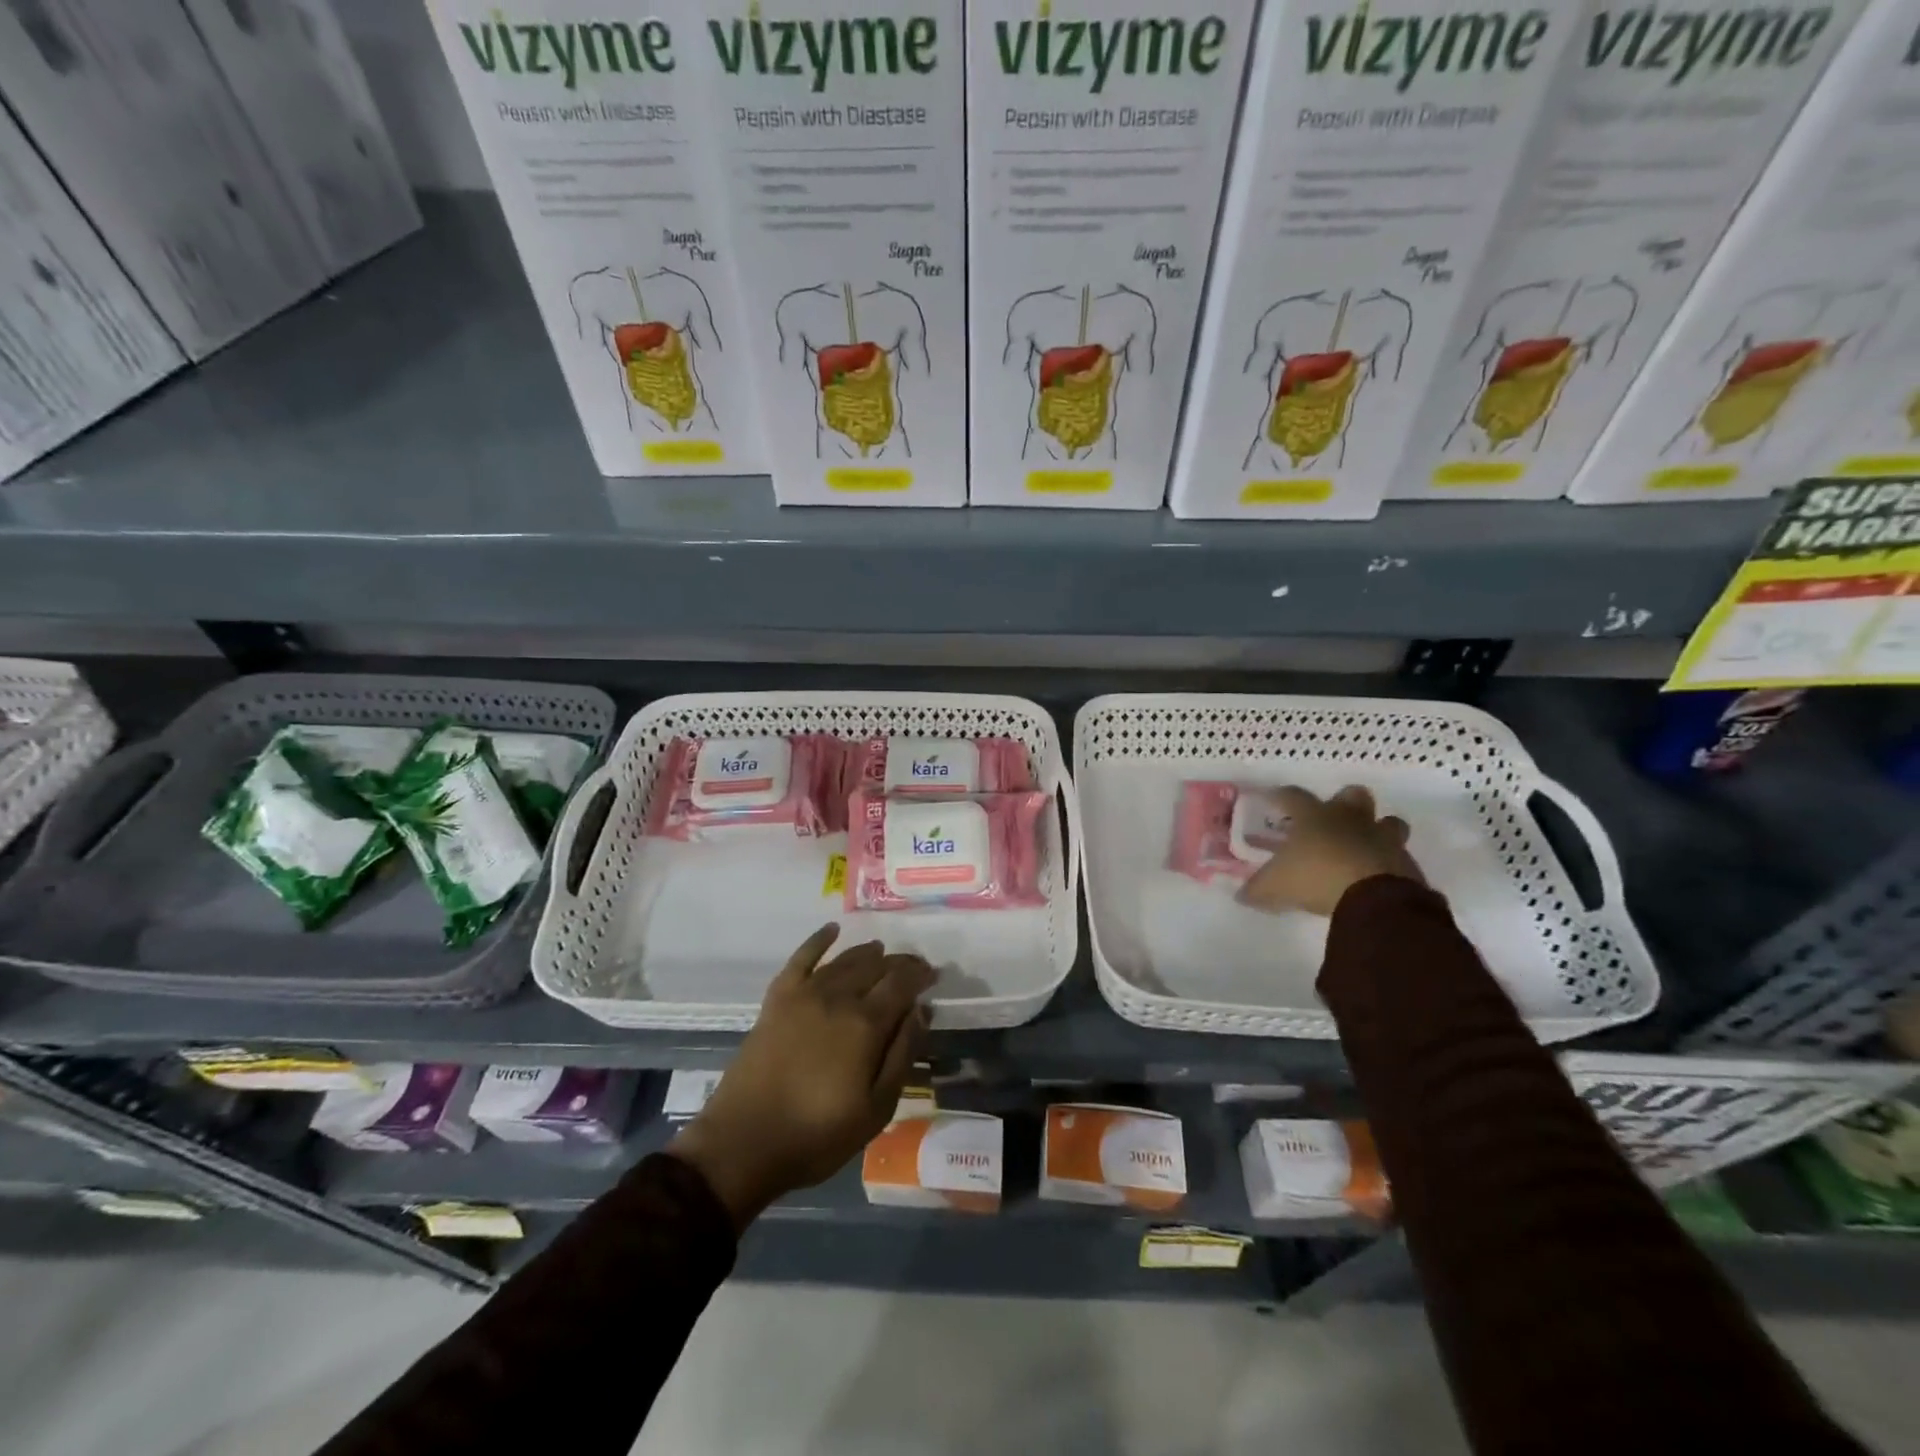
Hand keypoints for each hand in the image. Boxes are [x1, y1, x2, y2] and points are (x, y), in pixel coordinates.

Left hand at [669, 924, 933, 1230]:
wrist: (743, 1143)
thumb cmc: (817, 1135)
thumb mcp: (876, 1109)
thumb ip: (902, 1054)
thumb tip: (921, 1011)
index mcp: (866, 1023)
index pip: (902, 982)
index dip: (921, 975)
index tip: (934, 976)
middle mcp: (838, 996)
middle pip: (876, 966)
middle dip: (900, 963)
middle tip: (914, 969)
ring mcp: (804, 994)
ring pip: (845, 960)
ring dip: (868, 953)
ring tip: (882, 953)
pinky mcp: (777, 999)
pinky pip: (801, 958)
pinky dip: (818, 940)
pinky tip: (832, 930)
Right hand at [1237, 785, 1422, 917]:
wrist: (1374, 897)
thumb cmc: (1316, 877)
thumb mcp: (1275, 887)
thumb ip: (1258, 890)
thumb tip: (1242, 896)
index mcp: (1314, 817)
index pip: (1293, 796)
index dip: (1281, 796)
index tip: (1272, 798)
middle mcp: (1350, 819)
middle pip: (1353, 795)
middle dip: (1345, 802)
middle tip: (1333, 818)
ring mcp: (1383, 838)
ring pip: (1387, 822)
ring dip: (1377, 830)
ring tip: (1363, 847)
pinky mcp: (1406, 863)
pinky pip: (1399, 856)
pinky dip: (1389, 864)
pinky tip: (1377, 878)